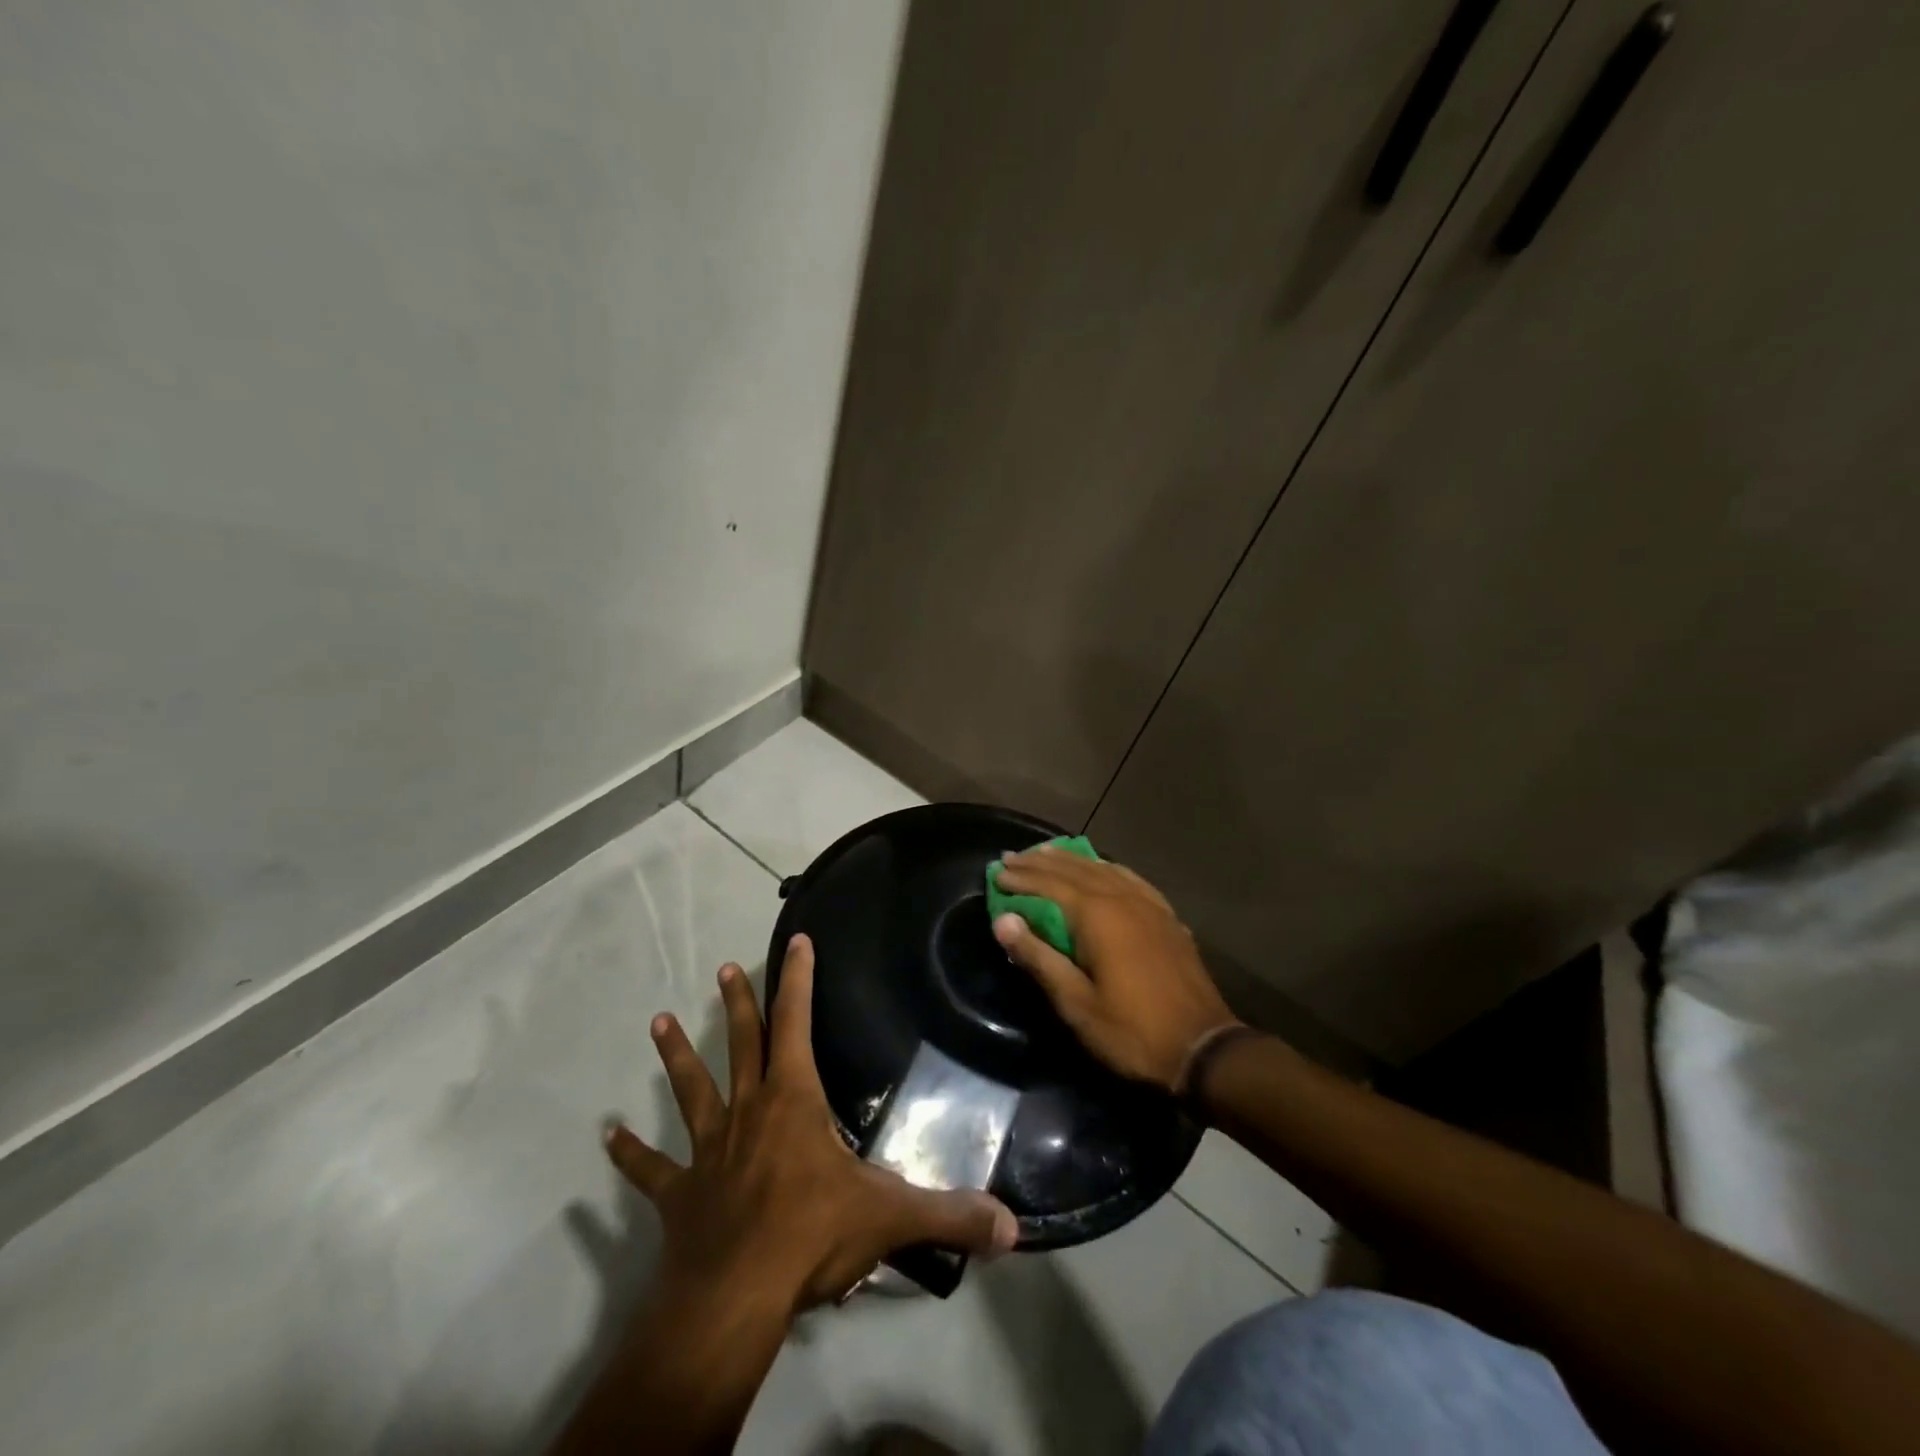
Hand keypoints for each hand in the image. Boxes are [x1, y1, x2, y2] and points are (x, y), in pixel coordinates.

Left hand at [604, 934, 1017, 1314]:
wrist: (734, 1299)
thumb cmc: (811, 1237)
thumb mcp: (890, 1219)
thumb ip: (952, 1215)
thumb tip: (1014, 1224)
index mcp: (793, 1101)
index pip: (797, 1022)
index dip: (798, 978)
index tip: (796, 939)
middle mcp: (748, 1112)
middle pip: (742, 1044)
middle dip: (737, 1004)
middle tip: (723, 968)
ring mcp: (708, 1151)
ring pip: (691, 1091)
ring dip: (675, 1057)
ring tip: (657, 1022)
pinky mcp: (679, 1194)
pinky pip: (650, 1170)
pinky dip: (629, 1154)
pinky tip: (606, 1136)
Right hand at [991, 846, 1239, 1092]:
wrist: (1203, 1048)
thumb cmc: (1131, 1031)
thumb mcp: (1076, 1003)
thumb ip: (1039, 957)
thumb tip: (1003, 921)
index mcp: (1097, 916)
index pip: (1049, 885)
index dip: (1021, 878)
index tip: (996, 873)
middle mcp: (1122, 899)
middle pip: (1074, 870)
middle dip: (1040, 863)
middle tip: (1012, 857)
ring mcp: (1149, 905)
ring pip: (1103, 869)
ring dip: (1071, 860)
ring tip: (1047, 852)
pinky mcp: (1166, 916)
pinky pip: (1130, 878)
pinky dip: (1106, 867)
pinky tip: (1102, 867)